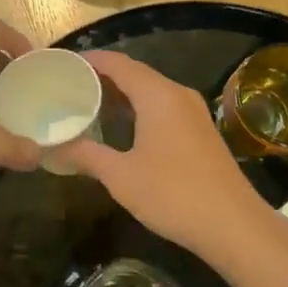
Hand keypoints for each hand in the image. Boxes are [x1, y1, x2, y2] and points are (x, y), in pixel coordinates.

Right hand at [51, 52, 287, 263]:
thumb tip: (53, 147)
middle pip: (135, 73)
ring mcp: (193, 112)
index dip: (90, 60)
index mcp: (158, 95)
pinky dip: (138, 108)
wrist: (234, 226)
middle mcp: (177, 94)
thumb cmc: (173, 195)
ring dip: (120, 94)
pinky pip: (162, 106)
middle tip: (69, 86)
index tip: (63, 64)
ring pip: (150, 90)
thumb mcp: (121, 176)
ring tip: (87, 103)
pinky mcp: (200, 130)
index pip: (118, 64)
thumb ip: (86, 155)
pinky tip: (120, 127)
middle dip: (102, 77)